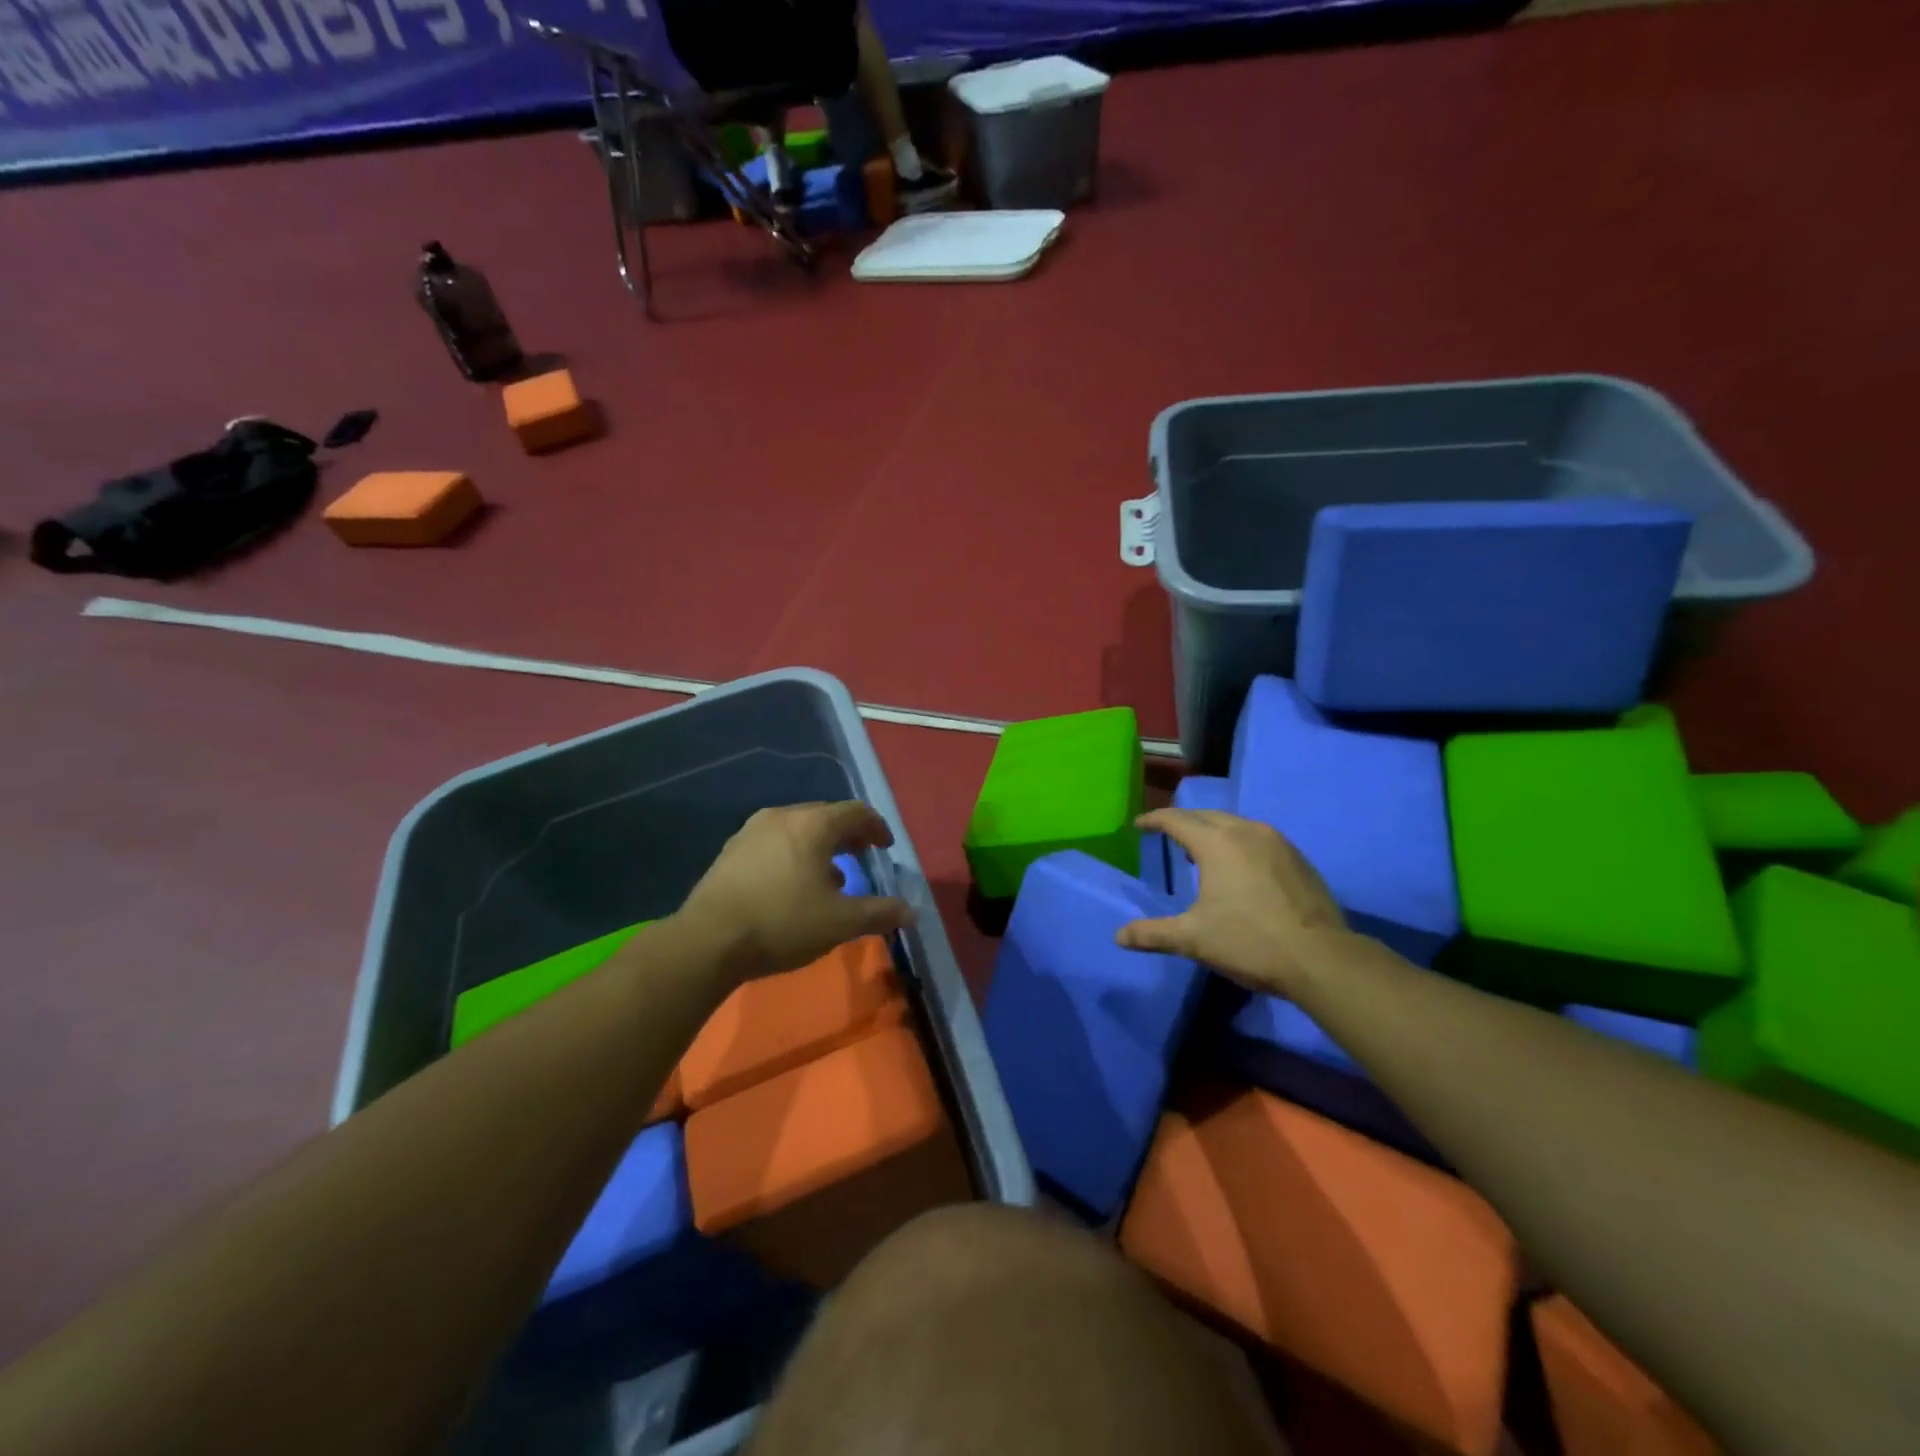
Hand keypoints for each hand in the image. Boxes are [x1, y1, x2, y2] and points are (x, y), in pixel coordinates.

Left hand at [675, 801, 914, 983]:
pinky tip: (792, 886)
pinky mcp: (730, 852)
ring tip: (830, 876)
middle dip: (848, 835)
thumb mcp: (840, 922)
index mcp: (812, 824)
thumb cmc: (783, 922)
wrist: (707, 941)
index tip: (885, 847)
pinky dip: (792, 854)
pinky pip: (773, 843)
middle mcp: (782, 817)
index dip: (875, 827)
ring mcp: (750, 832)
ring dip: (819, 847)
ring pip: (797, 829)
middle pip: (824, 816)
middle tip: (862, 855)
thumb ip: (879, 912)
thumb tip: (910, 910)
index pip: (855, 812)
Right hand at [1116, 808, 1347, 996]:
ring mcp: (1277, 842)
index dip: (1154, 820)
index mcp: (1216, 843)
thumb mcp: (1193, 939)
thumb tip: (1119, 937)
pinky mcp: (1299, 858)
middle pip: (1206, 816)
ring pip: (1236, 824)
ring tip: (1202, 850)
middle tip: (1169, 836)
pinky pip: (1259, 838)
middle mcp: (1246, 831)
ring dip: (1214, 831)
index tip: (1140, 825)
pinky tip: (1241, 867)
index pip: (1176, 820)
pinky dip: (1240, 843)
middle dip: (1184, 822)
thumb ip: (1153, 934)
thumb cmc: (1249, 941)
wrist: (1320, 958)